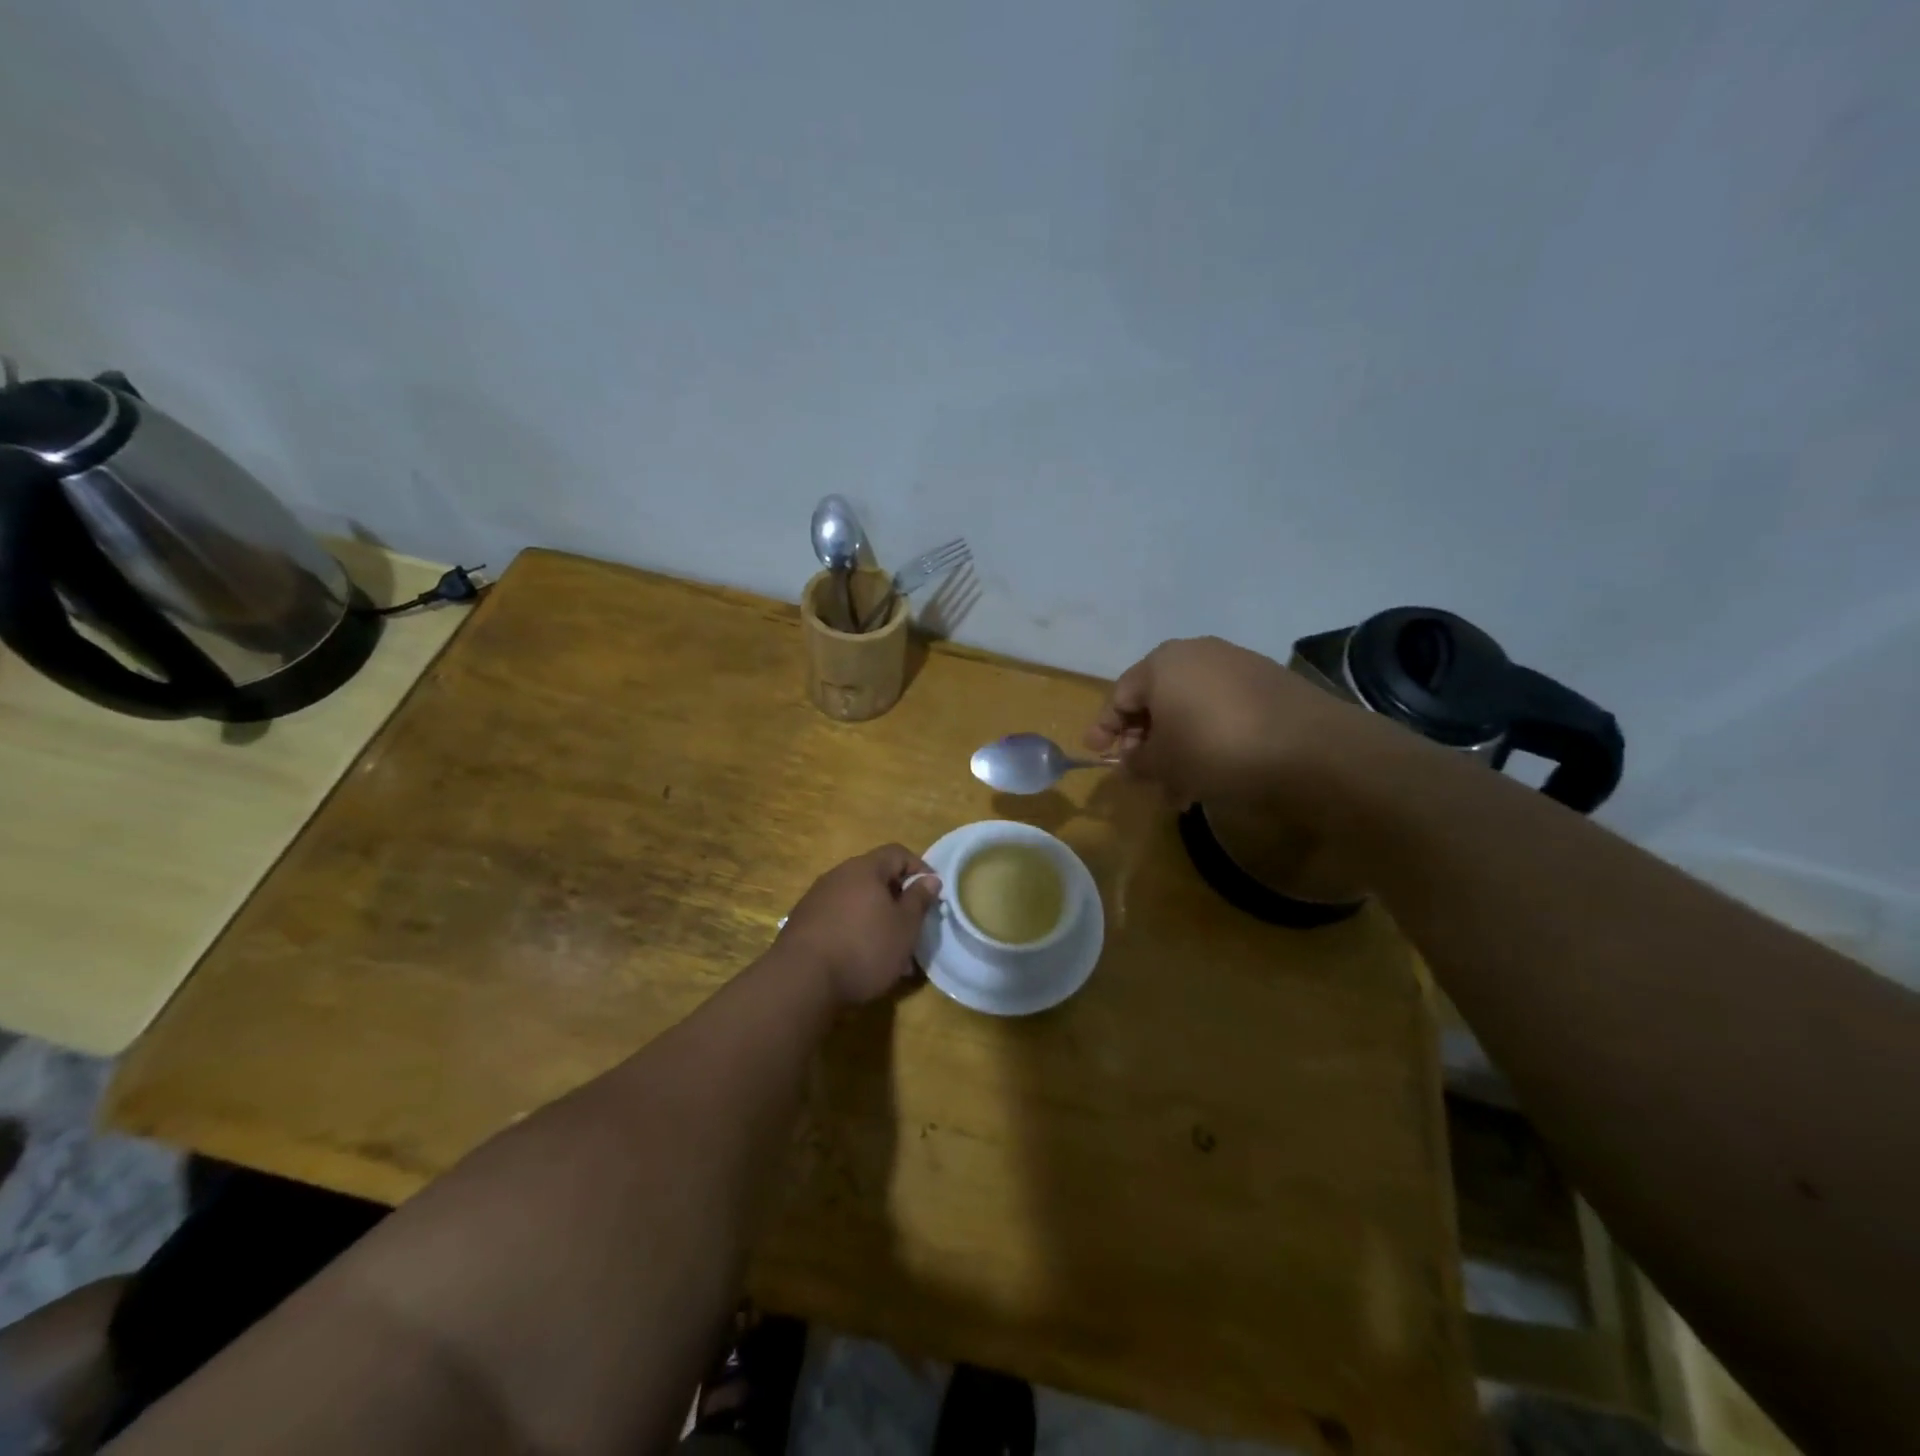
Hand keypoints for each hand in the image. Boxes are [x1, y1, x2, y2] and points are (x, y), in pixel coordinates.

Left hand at [777, 845, 941, 1006]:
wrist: (801, 980)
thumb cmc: (864, 947)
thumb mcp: (904, 926)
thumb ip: (919, 899)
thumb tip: (929, 879)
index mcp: (864, 869)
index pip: (897, 853)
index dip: (919, 868)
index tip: (933, 894)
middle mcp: (838, 875)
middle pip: (875, 877)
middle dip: (897, 899)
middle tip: (913, 926)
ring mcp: (816, 898)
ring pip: (857, 901)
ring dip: (877, 919)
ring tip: (891, 951)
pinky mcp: (803, 922)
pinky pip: (839, 918)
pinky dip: (855, 931)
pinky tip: (861, 960)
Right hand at [1085, 636, 1391, 810]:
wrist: (1312, 749)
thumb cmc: (1217, 750)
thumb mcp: (1165, 763)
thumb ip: (1138, 761)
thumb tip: (1130, 761)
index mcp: (1162, 663)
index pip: (1119, 695)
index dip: (1105, 728)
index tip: (1098, 754)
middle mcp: (1197, 653)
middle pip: (1157, 699)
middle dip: (1146, 742)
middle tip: (1142, 776)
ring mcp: (1237, 665)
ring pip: (1191, 708)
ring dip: (1178, 747)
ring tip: (1179, 789)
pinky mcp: (1269, 684)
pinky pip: (1222, 711)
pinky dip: (1209, 738)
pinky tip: (1213, 773)